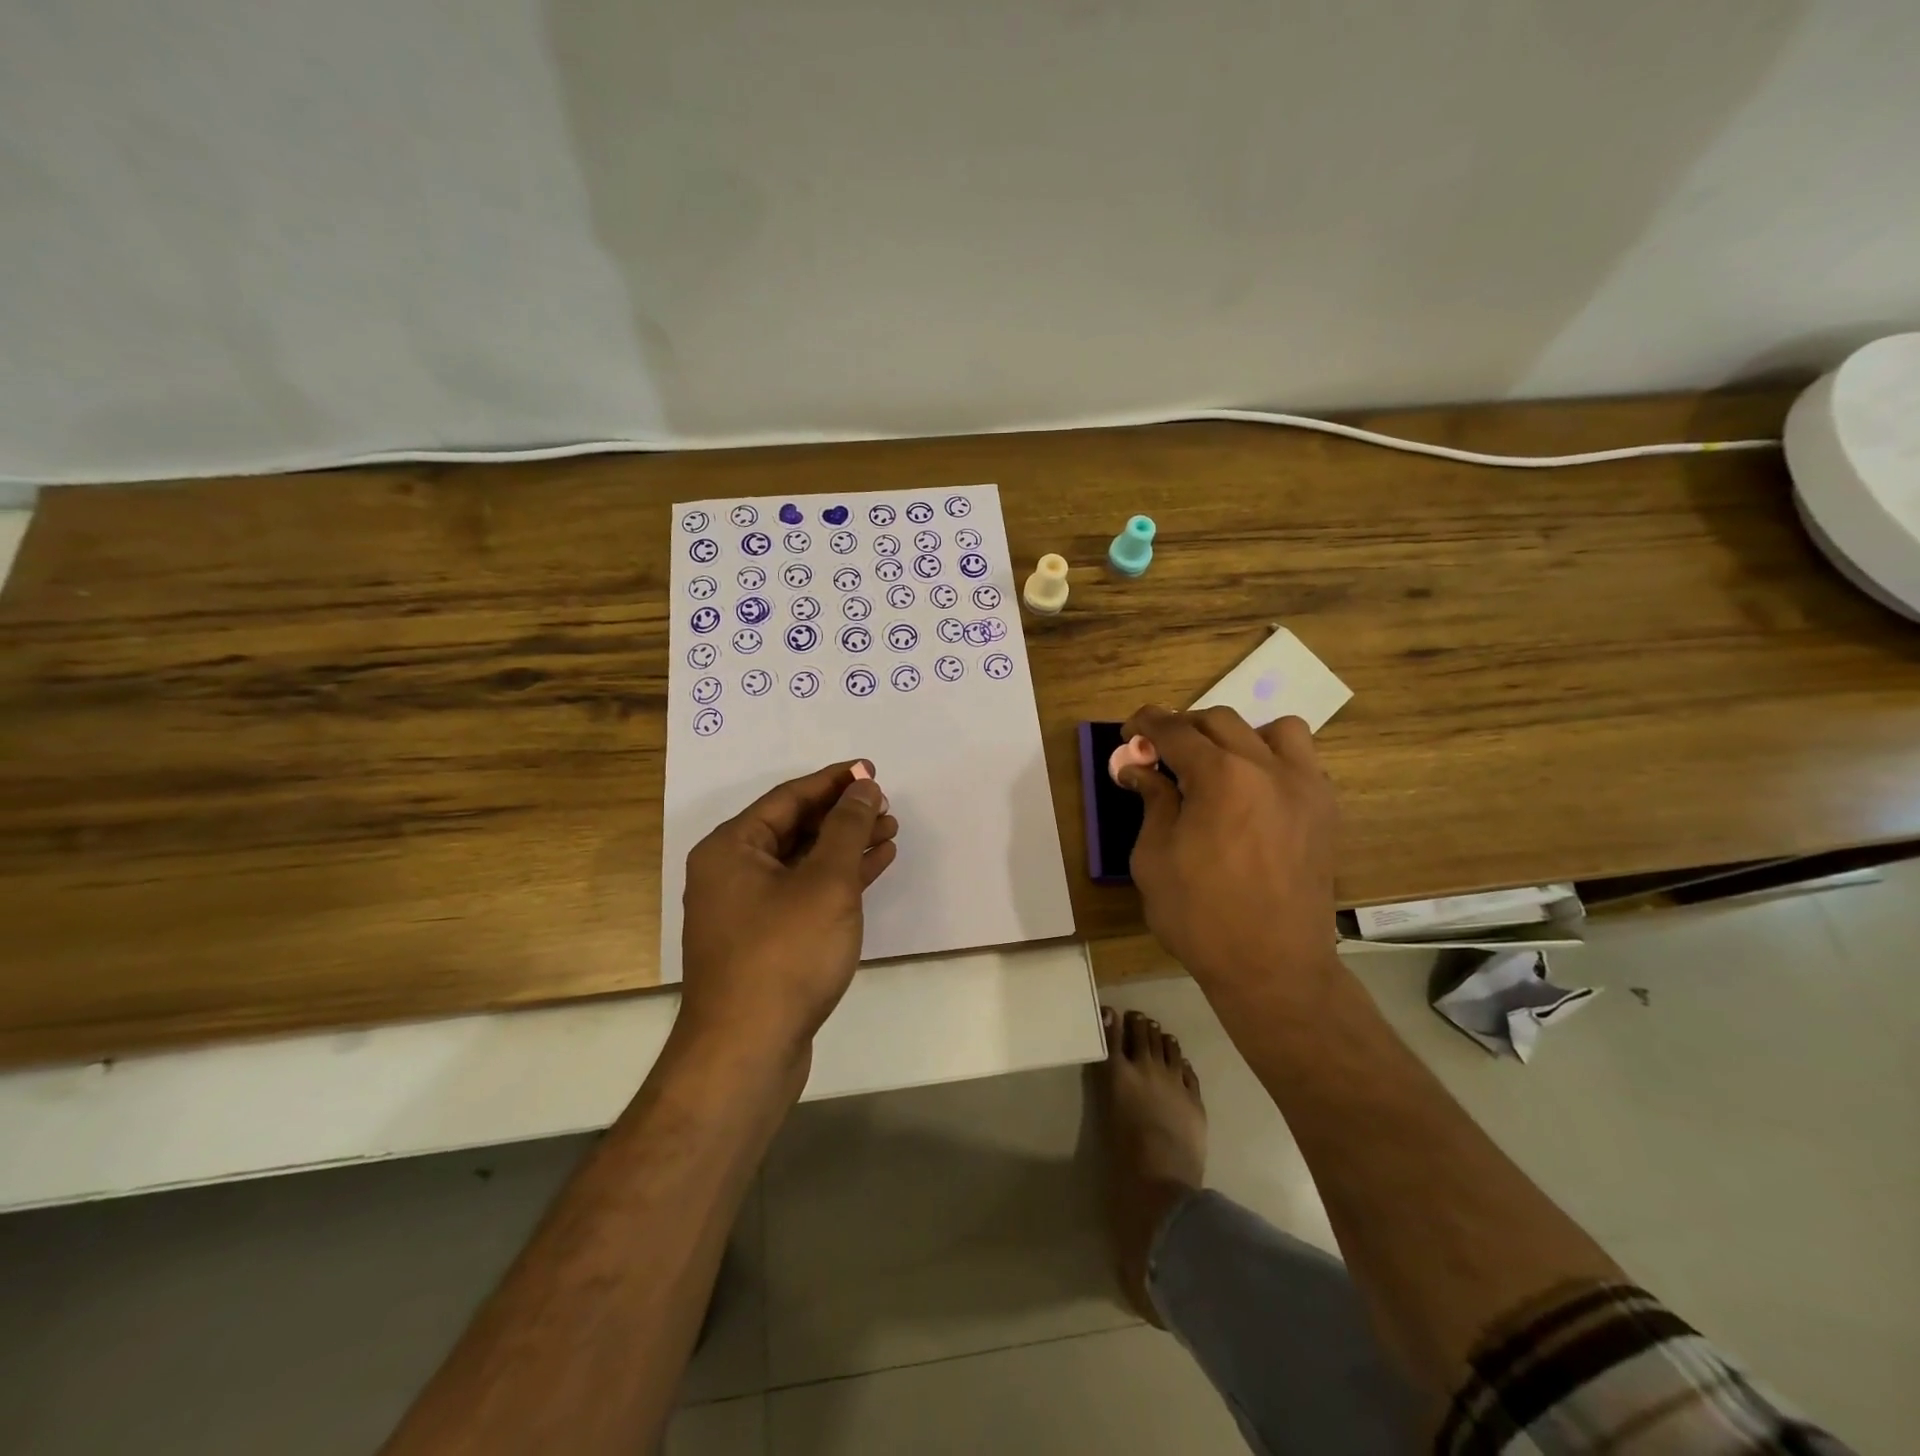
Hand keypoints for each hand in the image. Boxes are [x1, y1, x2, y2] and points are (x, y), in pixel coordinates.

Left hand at [678, 762, 898, 1065]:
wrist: (748, 1051)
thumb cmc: (785, 954)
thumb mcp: (826, 882)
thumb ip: (848, 828)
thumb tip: (863, 787)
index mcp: (732, 848)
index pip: (789, 797)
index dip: (834, 782)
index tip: (871, 771)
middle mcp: (731, 872)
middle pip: (794, 827)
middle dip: (843, 815)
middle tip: (886, 807)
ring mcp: (746, 909)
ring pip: (803, 861)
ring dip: (845, 846)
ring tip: (889, 833)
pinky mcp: (764, 940)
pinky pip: (804, 892)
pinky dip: (838, 879)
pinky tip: (874, 868)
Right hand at [1120, 706, 1340, 1010]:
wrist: (1273, 967)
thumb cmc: (1200, 916)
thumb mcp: (1154, 858)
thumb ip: (1152, 802)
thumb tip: (1139, 769)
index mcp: (1220, 776)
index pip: (1176, 730)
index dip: (1146, 723)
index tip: (1129, 731)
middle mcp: (1267, 768)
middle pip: (1220, 721)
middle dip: (1184, 728)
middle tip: (1161, 752)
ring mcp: (1305, 787)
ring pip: (1275, 730)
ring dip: (1239, 736)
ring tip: (1220, 765)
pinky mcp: (1325, 811)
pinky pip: (1302, 762)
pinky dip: (1274, 761)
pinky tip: (1254, 793)